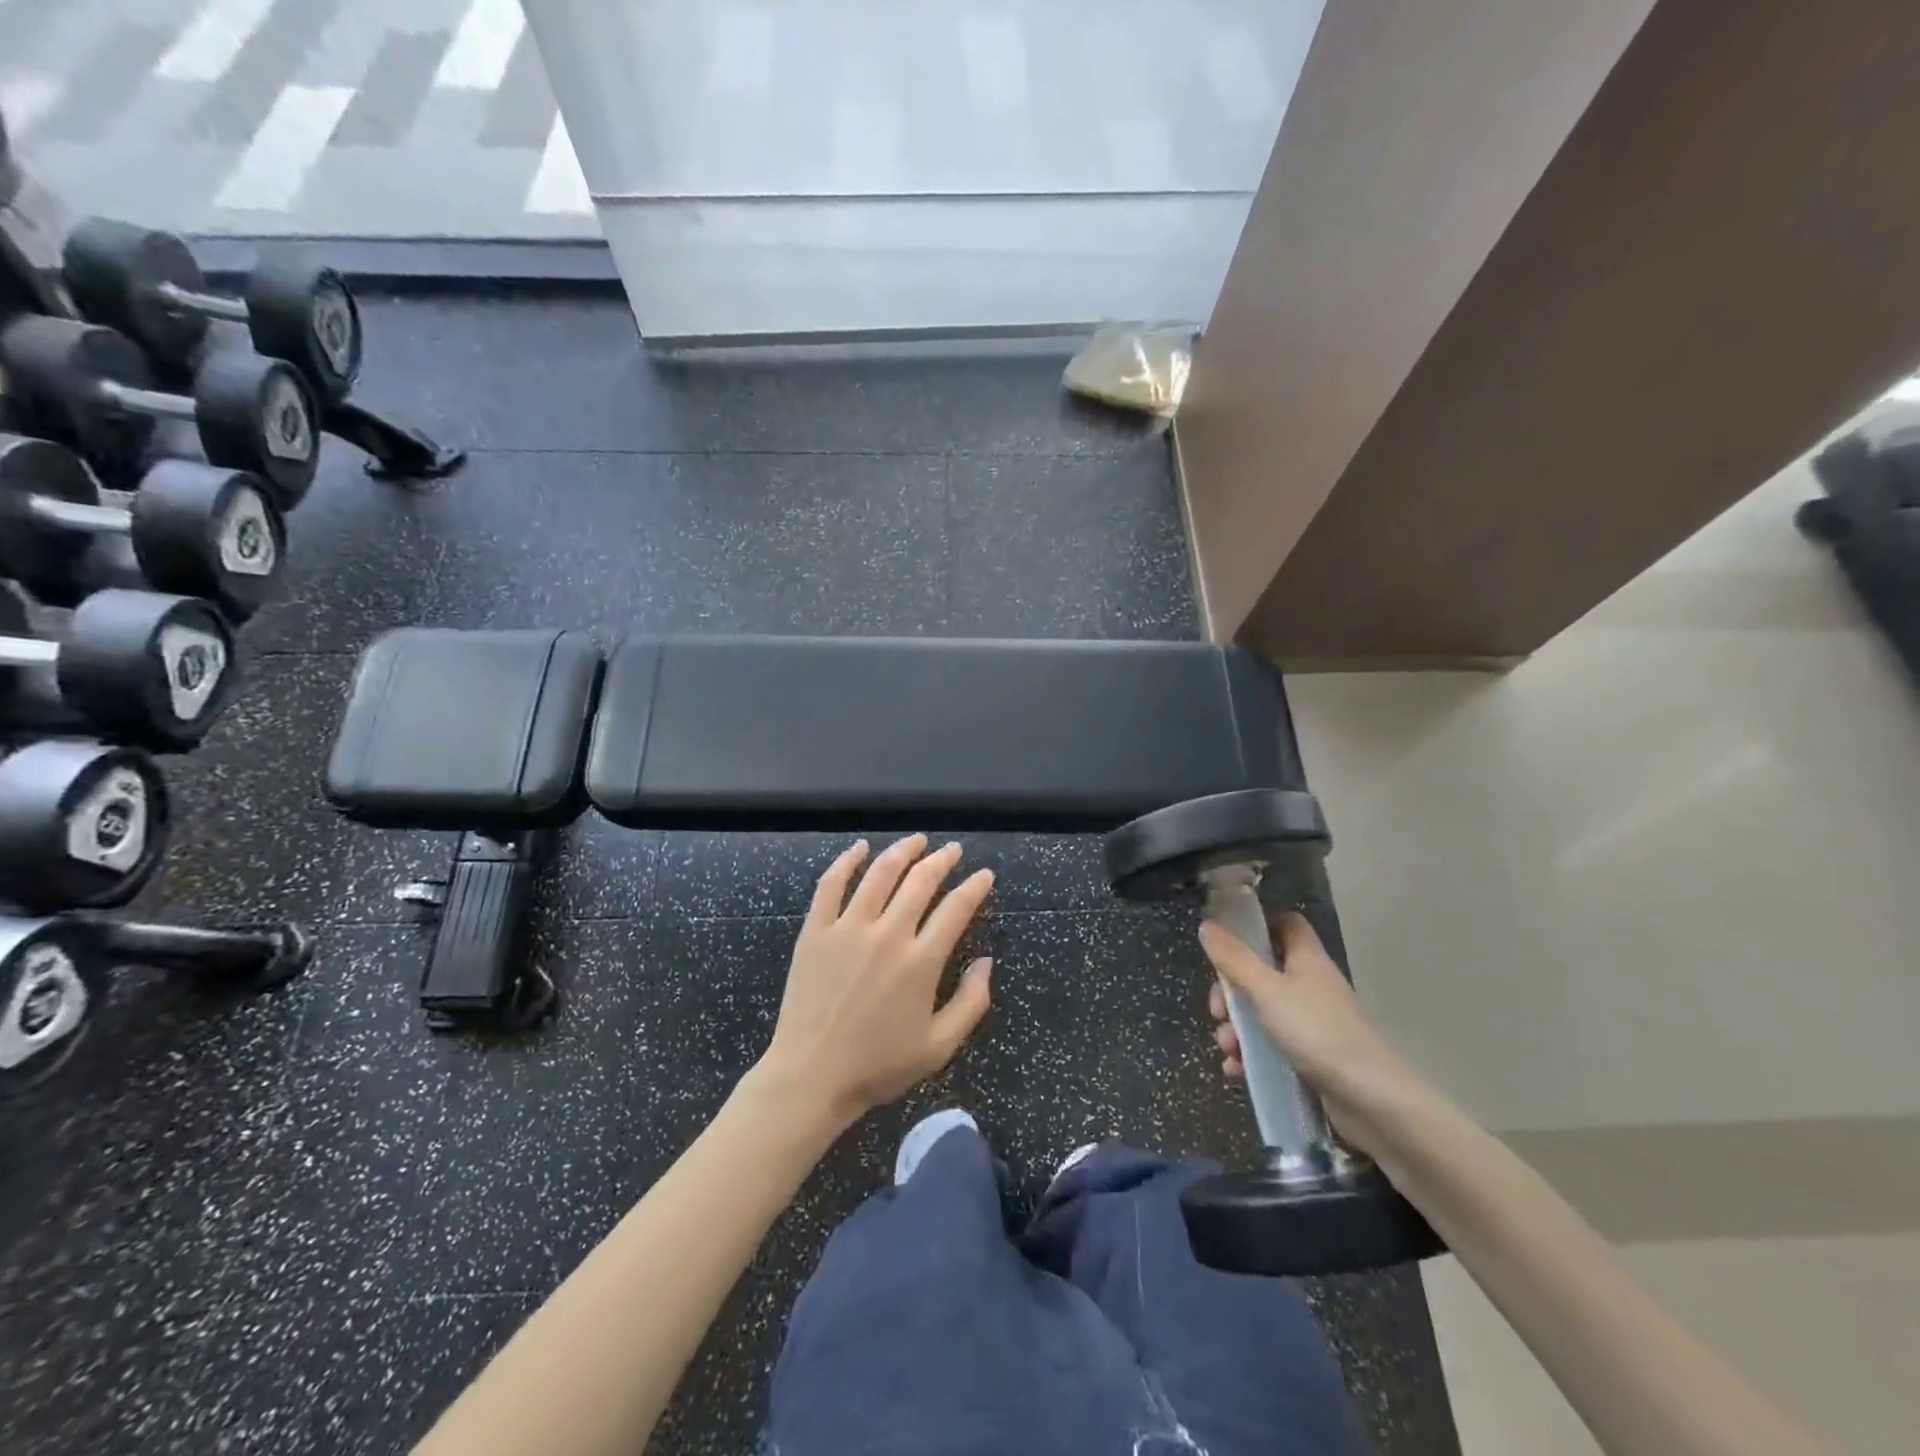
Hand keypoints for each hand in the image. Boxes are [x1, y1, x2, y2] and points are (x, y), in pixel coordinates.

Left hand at [757, 835, 994, 1128]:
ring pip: (880, 873)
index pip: (956, 909)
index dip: (975, 887)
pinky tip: (860, 848)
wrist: (811, 1077)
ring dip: (903, 851)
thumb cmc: (878, 1066)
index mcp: (920, 962)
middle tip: (952, 850)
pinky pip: (831, 884)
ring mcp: (848, 928)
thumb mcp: (939, 1046)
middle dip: (942, 860)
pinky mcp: (816, 931)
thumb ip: (971, 1003)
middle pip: (920, 881)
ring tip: (917, 840)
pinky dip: (847, 861)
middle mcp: (887, 935)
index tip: (984, 875)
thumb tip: (986, 961)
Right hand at [1201, 911, 1427, 1153]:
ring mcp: (1312, 1024)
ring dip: (1237, 1029)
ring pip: (1263, 1013)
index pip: (1286, 925)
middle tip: (1219, 1012)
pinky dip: (1251, 1056)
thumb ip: (1234, 959)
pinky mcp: (1312, 1058)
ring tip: (1228, 1049)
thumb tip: (1207, 925)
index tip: (1228, 940)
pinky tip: (1236, 1070)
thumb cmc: (1317, 1032)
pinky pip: (1272, 1047)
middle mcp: (1310, 986)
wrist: (1373, 1102)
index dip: (1258, 927)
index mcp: (1306, 960)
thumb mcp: (1266, 991)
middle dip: (1232, 992)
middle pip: (1262, 973)